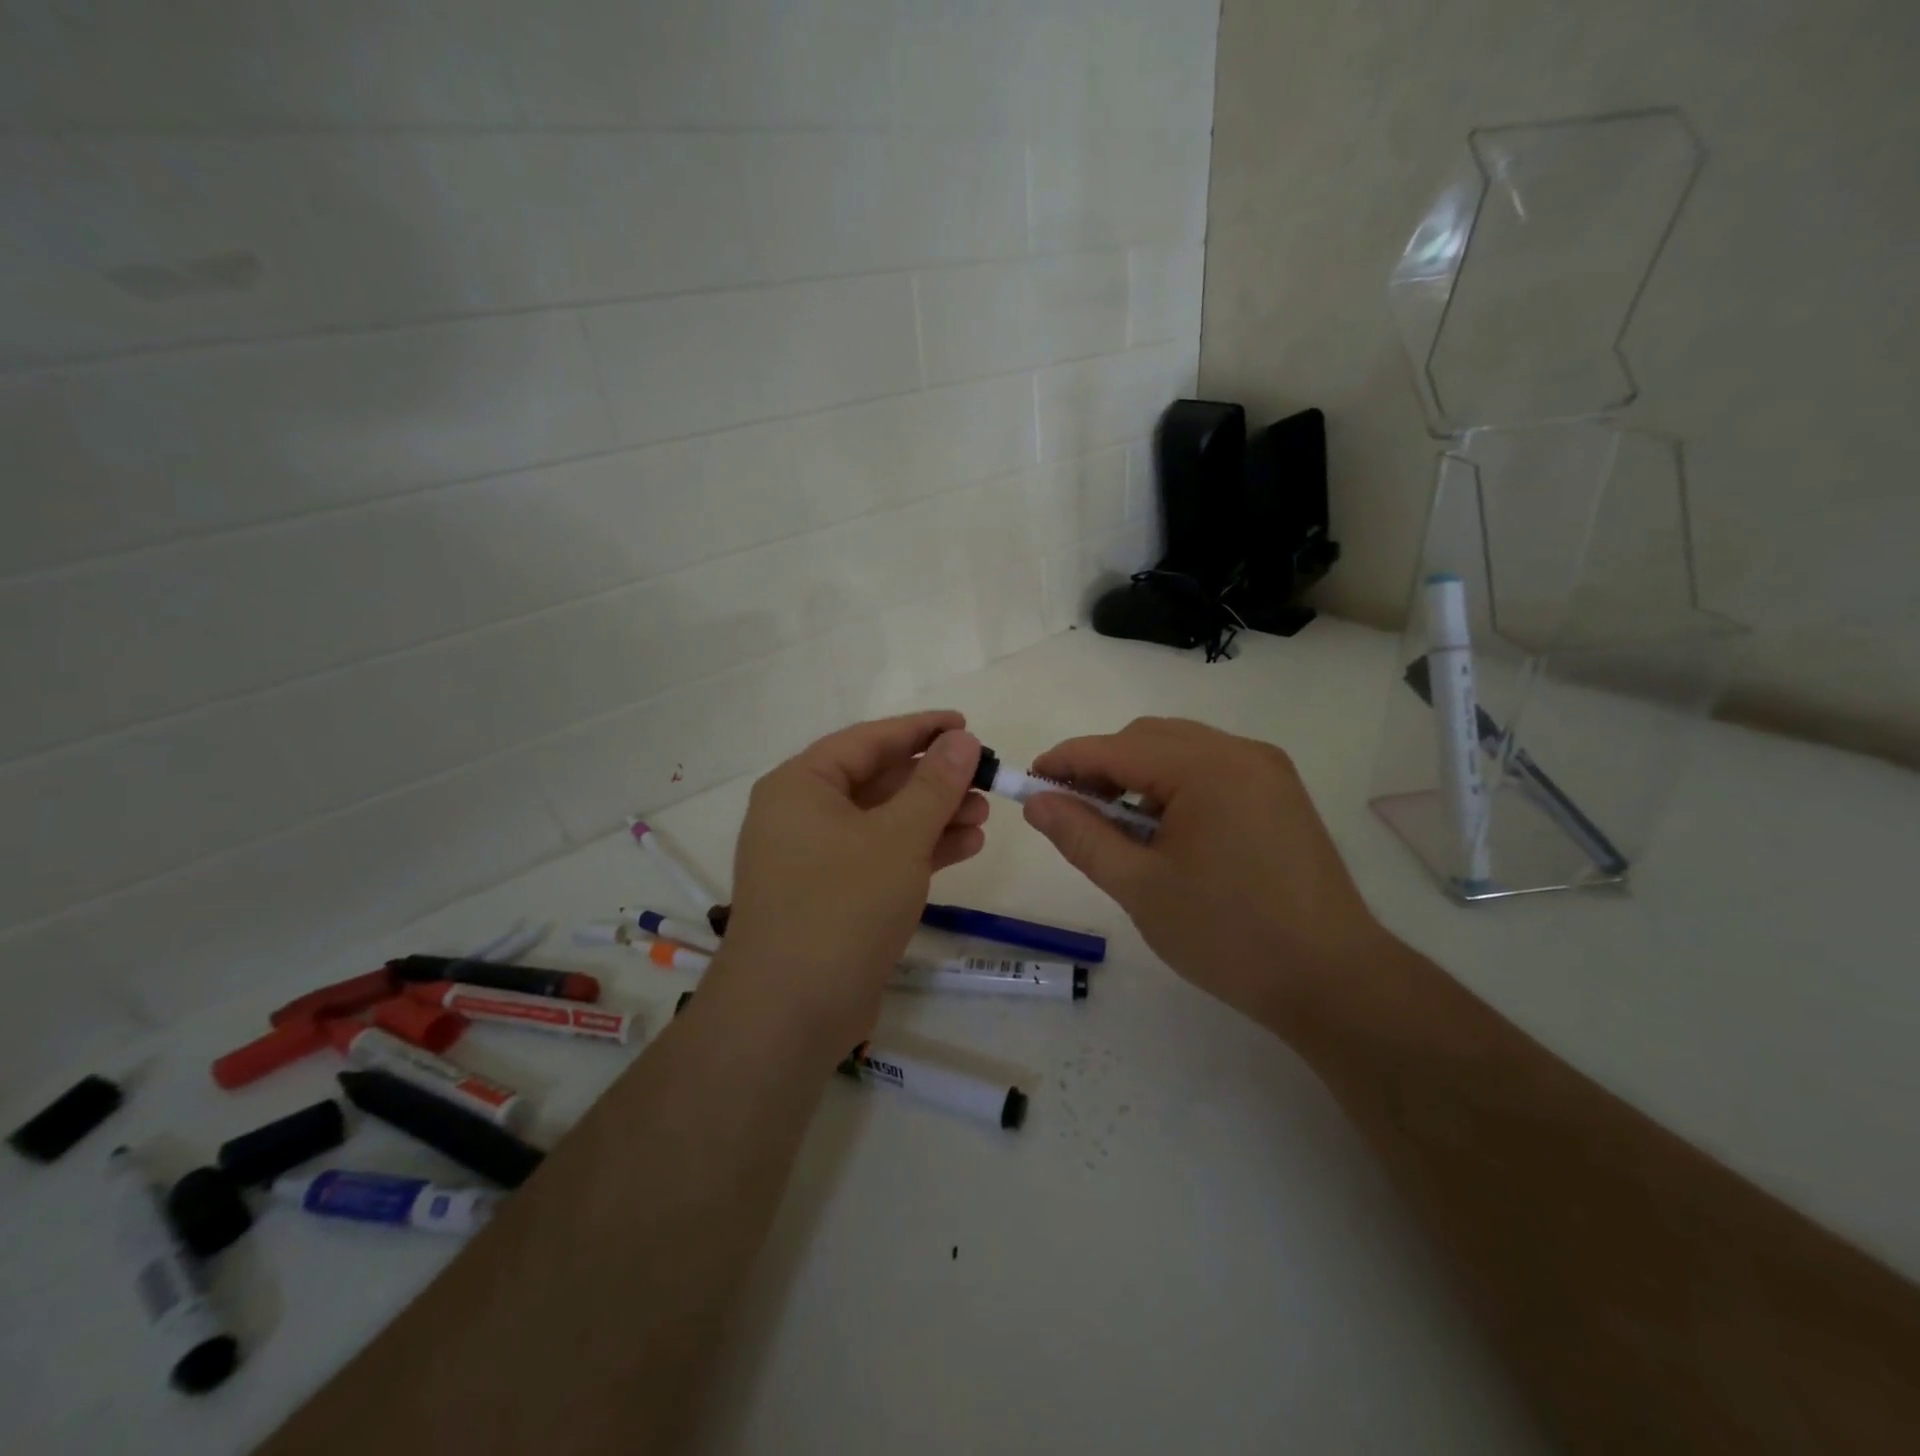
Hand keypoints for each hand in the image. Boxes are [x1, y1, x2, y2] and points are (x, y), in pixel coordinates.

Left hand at [712, 712, 987, 1051]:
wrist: (791, 1012)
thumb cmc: (842, 905)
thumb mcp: (898, 838)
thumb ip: (934, 785)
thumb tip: (963, 740)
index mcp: (801, 785)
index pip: (868, 740)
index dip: (920, 730)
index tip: (966, 724)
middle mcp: (802, 815)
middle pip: (878, 780)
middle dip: (934, 779)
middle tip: (985, 777)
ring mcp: (816, 858)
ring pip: (884, 821)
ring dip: (934, 815)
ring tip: (985, 814)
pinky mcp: (834, 895)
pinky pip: (881, 856)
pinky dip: (921, 849)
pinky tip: (967, 846)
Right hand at [1023, 717, 1388, 1034]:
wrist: (1333, 981)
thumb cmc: (1228, 935)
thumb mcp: (1139, 887)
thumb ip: (1081, 836)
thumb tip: (1037, 802)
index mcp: (1207, 767)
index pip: (1116, 747)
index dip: (1065, 761)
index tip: (1028, 783)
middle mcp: (1240, 752)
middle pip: (1149, 739)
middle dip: (1102, 767)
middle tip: (1070, 811)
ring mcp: (1266, 771)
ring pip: (1180, 751)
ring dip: (1138, 777)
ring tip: (1117, 828)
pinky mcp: (1279, 794)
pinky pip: (1210, 771)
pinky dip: (1174, 788)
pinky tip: (1164, 832)